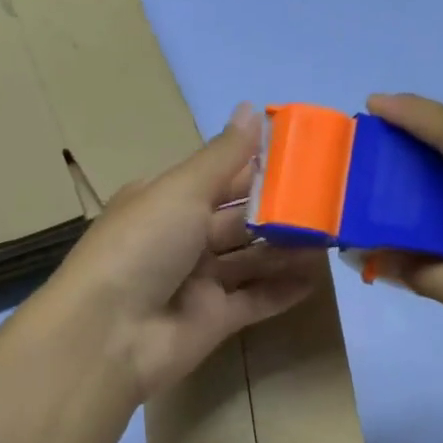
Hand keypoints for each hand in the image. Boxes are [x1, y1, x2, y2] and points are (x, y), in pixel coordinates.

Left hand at [37, 104, 322, 400]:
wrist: (110, 335)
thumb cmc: (142, 247)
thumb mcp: (181, 191)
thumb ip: (223, 156)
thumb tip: (250, 107)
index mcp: (165, 201)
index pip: (219, 178)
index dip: (258, 167)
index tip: (303, 157)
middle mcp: (181, 238)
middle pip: (239, 220)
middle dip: (280, 211)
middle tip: (330, 201)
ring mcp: (197, 282)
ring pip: (251, 261)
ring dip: (287, 250)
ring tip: (332, 237)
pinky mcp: (214, 320)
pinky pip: (255, 301)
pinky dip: (283, 291)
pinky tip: (317, 279)